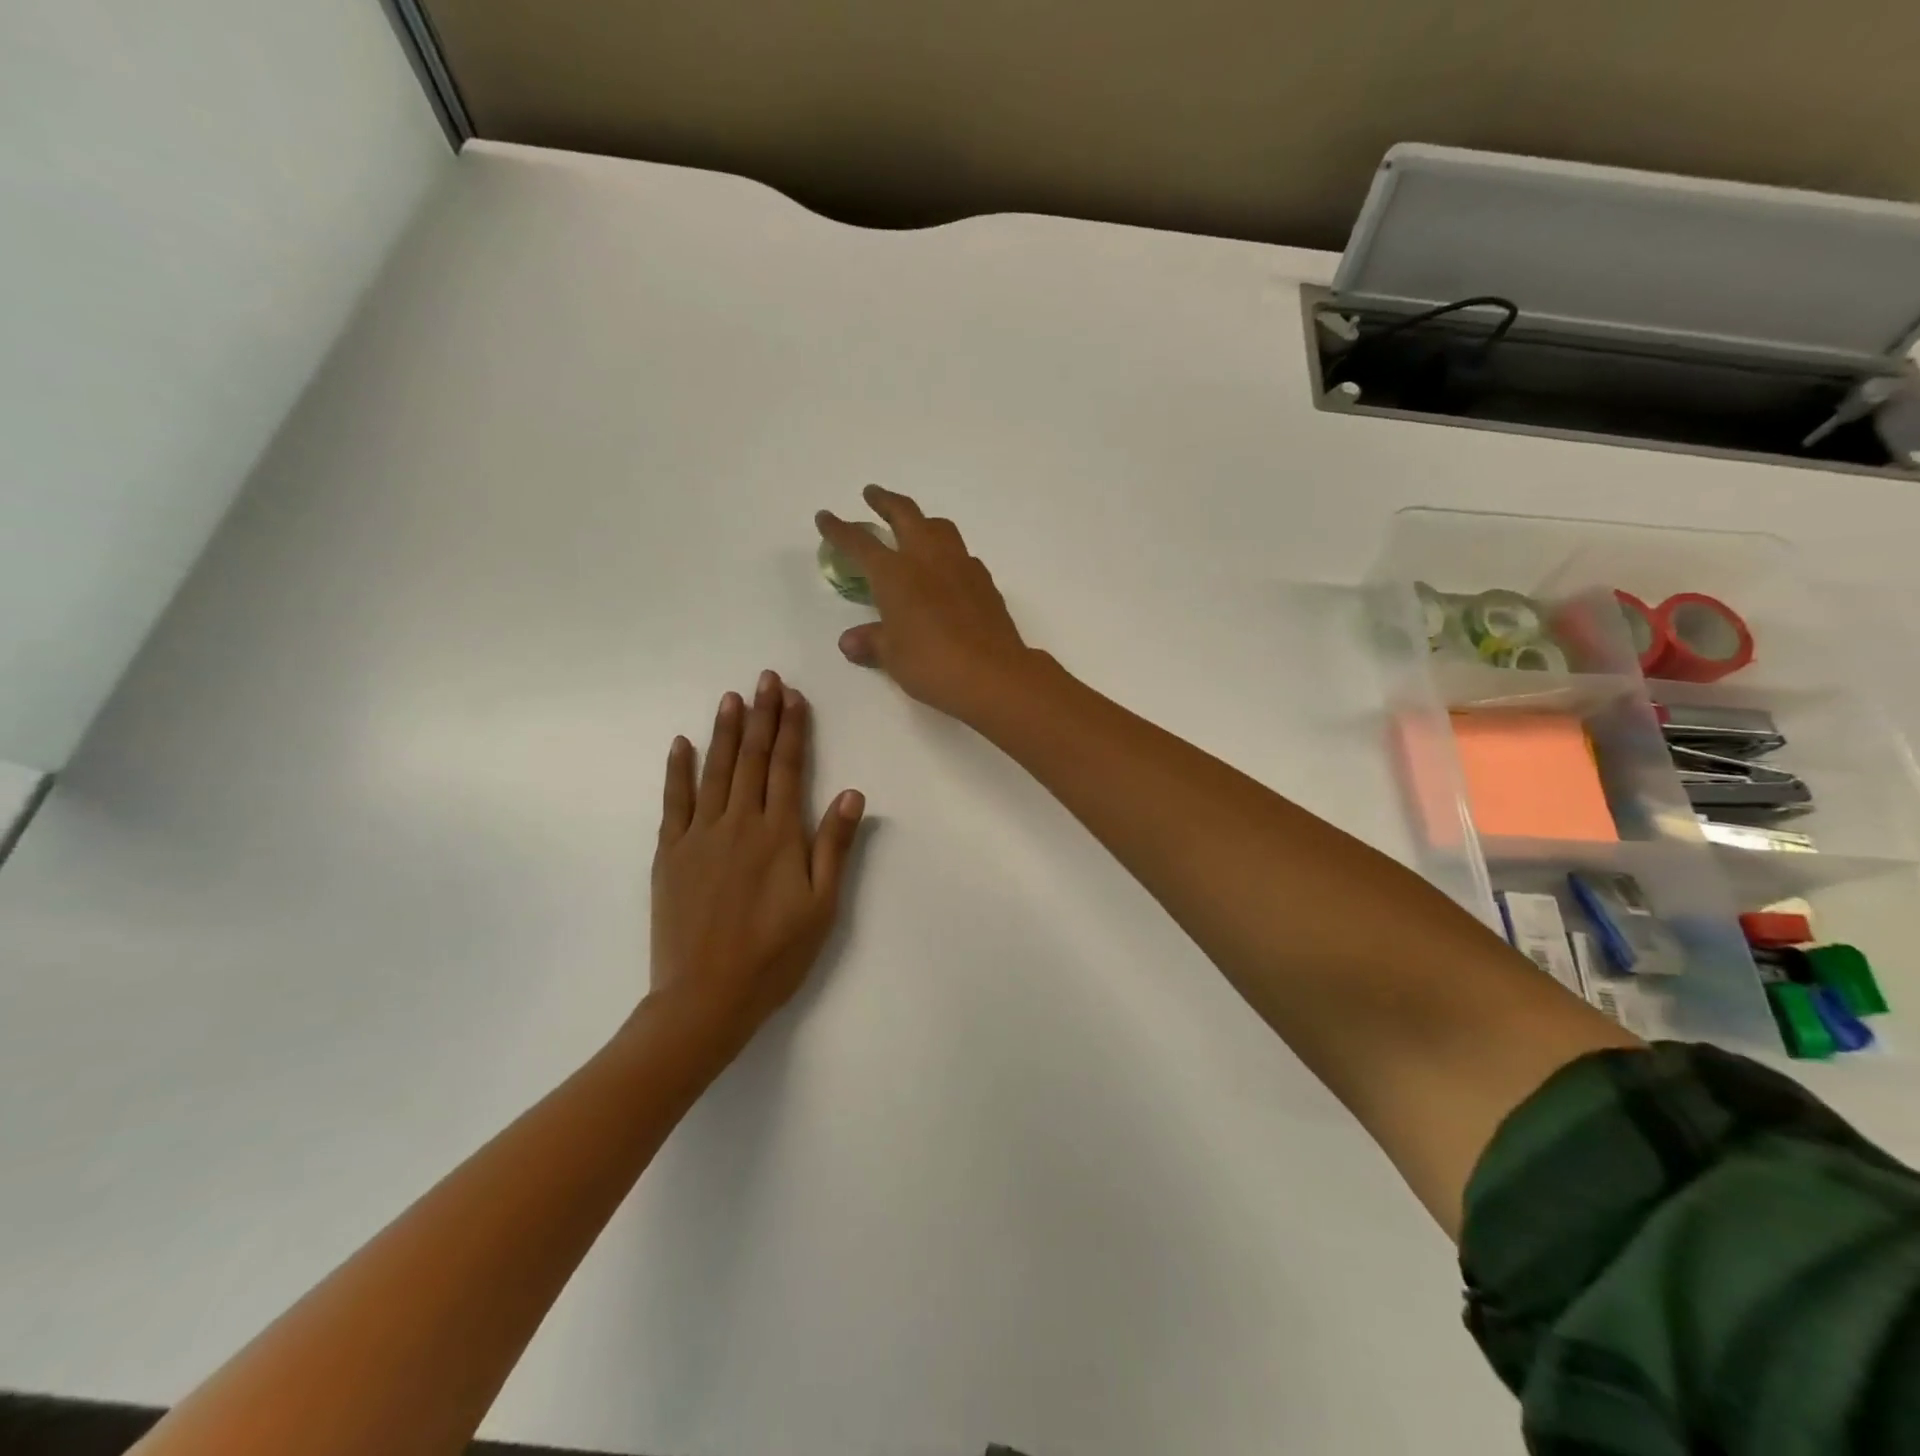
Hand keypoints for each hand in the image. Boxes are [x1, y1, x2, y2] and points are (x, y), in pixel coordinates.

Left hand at [649, 671, 864, 1056]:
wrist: (706, 996)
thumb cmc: (775, 954)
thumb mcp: (821, 906)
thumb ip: (835, 846)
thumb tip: (851, 793)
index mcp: (779, 835)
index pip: (787, 768)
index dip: (792, 730)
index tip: (794, 697)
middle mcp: (739, 823)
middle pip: (752, 759)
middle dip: (761, 716)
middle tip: (766, 679)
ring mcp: (699, 836)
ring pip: (714, 771)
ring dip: (724, 731)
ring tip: (731, 697)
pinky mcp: (670, 853)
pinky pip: (674, 801)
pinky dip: (678, 770)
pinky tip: (681, 744)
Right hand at [816, 486, 1034, 721]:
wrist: (992, 674)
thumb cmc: (931, 664)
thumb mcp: (892, 656)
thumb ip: (871, 642)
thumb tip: (850, 641)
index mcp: (895, 573)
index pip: (860, 543)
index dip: (839, 529)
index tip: (825, 517)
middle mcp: (927, 559)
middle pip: (905, 515)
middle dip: (885, 502)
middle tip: (873, 494)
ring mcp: (961, 566)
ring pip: (939, 527)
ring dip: (922, 521)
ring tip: (915, 527)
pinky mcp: (985, 582)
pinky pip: (962, 555)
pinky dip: (947, 553)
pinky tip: (946, 570)